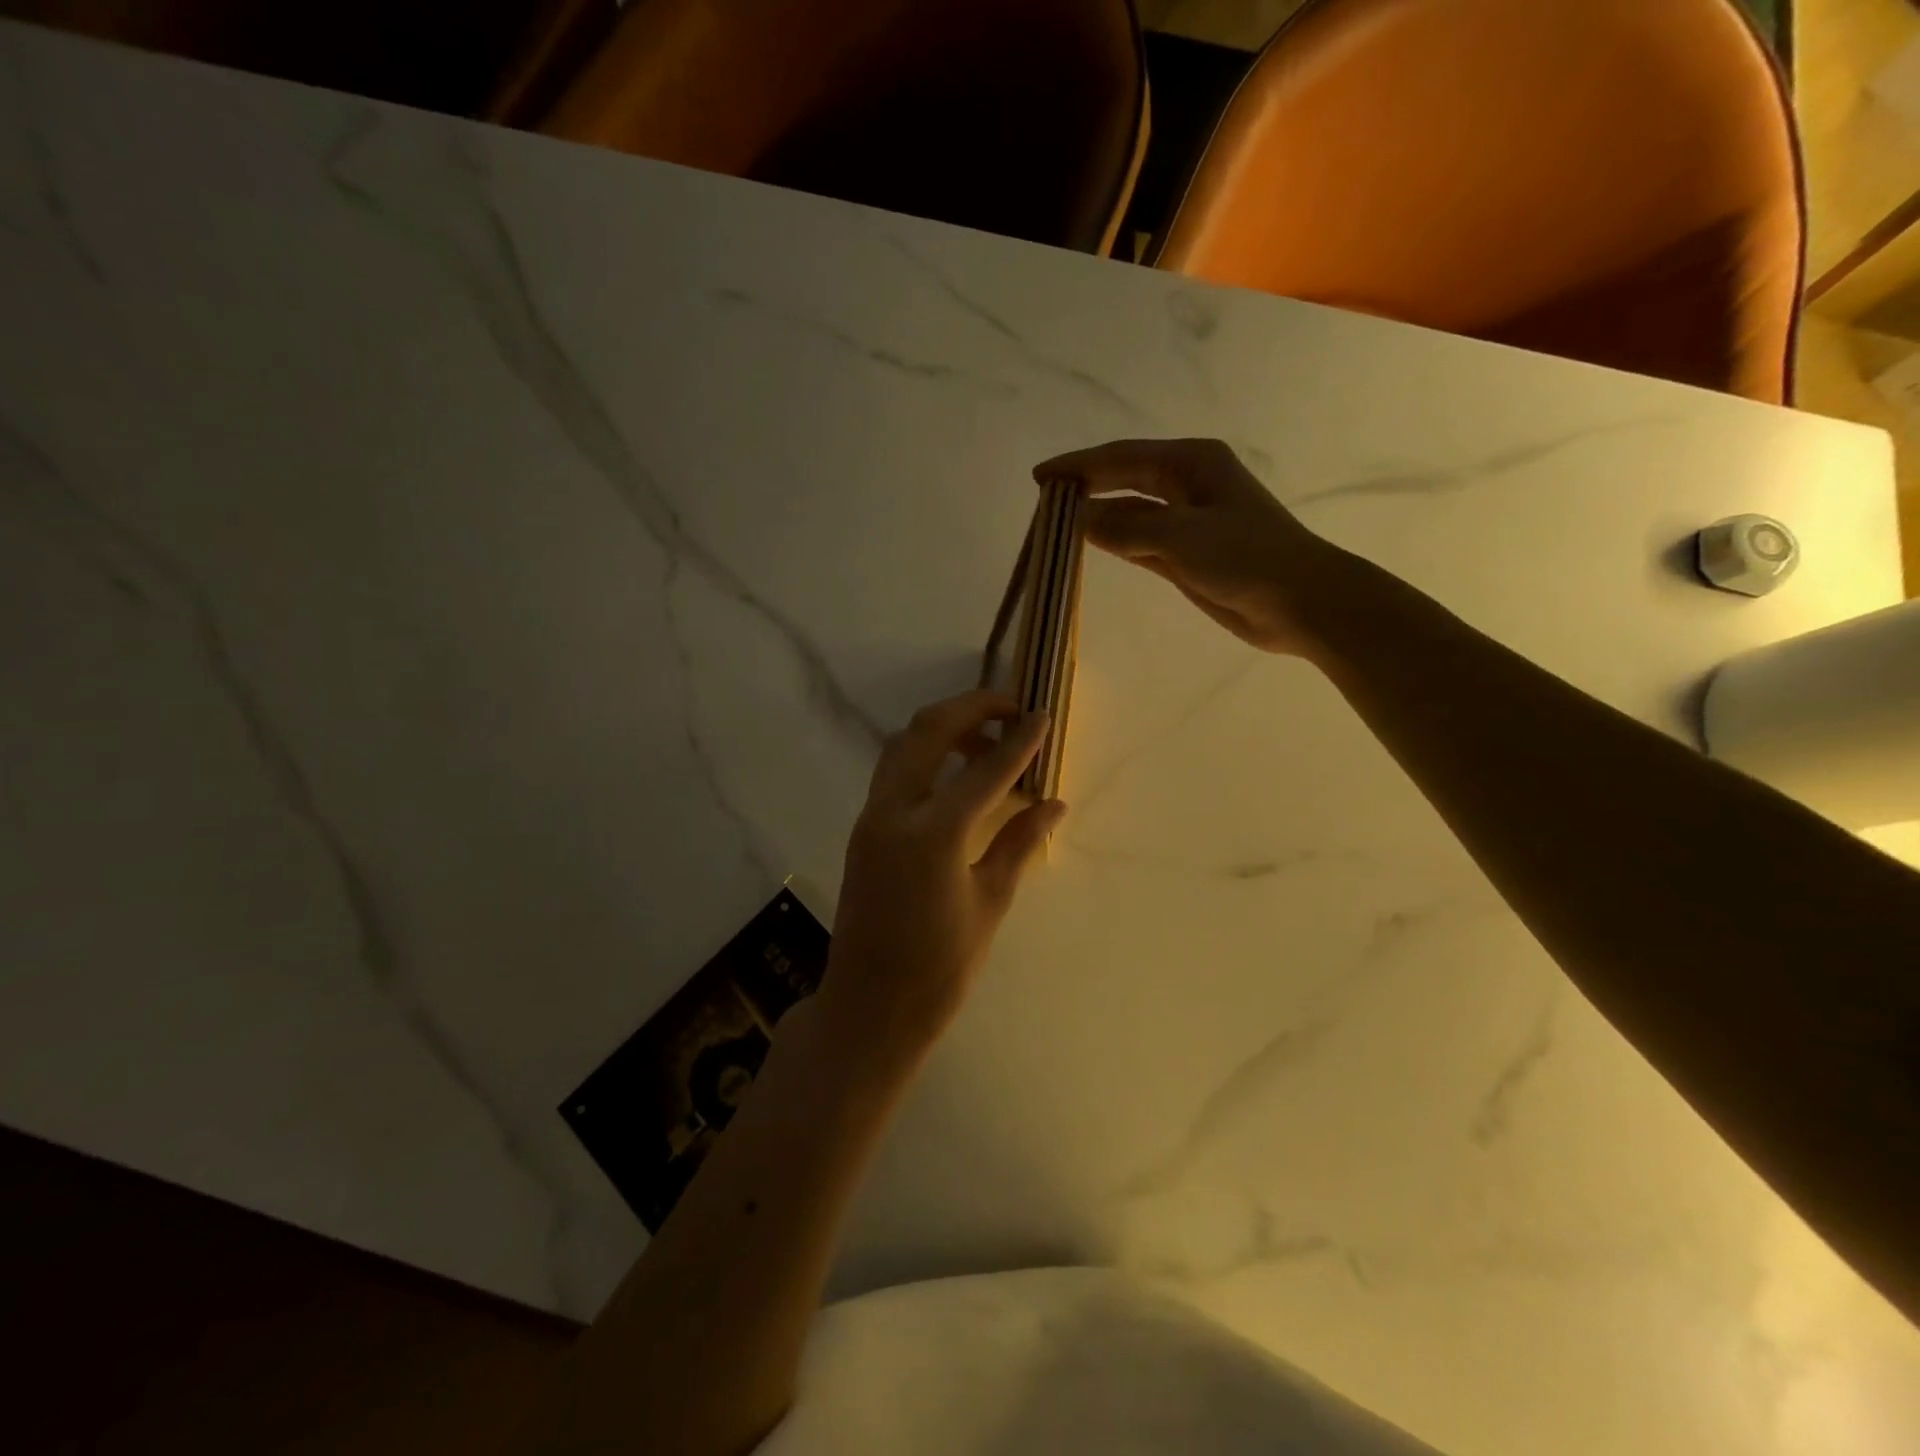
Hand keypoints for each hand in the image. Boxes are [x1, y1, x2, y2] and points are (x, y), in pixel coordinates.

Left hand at [820, 690, 1067, 1058]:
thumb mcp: (989, 903)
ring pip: (904, 744)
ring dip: (945, 727)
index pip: (984, 769)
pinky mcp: (864, 828)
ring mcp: (871, 817)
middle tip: (1011, 710)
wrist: (869, 1007)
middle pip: (929, 730)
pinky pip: (894, 770)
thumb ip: (1019, 843)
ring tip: (987, 741)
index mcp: (933, 834)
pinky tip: (957, 772)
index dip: (1018, 740)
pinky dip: (926, 753)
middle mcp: (894, 812)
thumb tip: (1053, 803)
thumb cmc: (939, 968)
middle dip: (972, 708)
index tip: (1043, 716)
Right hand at [1034, 437, 1342, 656]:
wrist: (1300, 602)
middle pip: (1124, 478)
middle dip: (1085, 486)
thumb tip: (1079, 520)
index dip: (1079, 465)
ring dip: (1098, 515)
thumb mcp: (1181, 536)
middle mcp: (1188, 484)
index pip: (1122, 457)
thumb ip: (1127, 527)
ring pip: (1131, 510)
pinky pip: (1140, 540)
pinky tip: (1090, 542)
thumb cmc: (1247, 557)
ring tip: (1056, 522)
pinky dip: (1115, 540)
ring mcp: (1188, 520)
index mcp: (1192, 463)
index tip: (1040, 477)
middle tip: (1043, 499)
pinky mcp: (1187, 553)